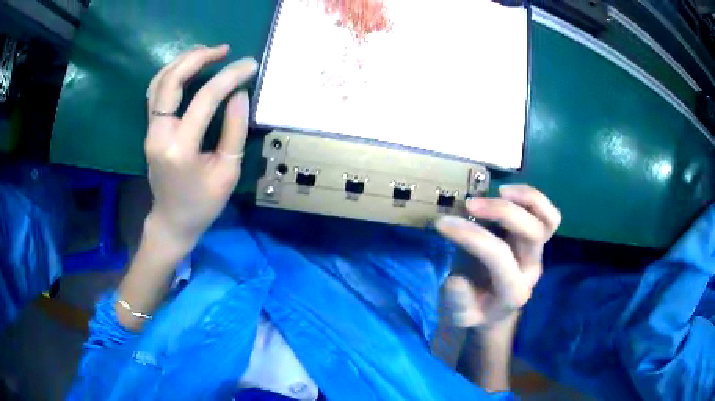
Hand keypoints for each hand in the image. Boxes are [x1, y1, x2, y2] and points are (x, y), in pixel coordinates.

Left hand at [144, 45, 257, 251]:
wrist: (172, 220)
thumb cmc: (203, 203)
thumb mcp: (228, 172)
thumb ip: (234, 130)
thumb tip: (239, 93)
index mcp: (180, 148)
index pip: (205, 99)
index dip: (229, 77)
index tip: (250, 65)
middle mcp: (159, 134)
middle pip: (172, 81)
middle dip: (199, 58)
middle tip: (224, 50)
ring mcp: (150, 130)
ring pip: (159, 82)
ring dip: (182, 61)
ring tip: (207, 52)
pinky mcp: (150, 129)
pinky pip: (155, 92)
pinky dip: (170, 73)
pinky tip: (186, 67)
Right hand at [436, 185, 560, 328]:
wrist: (494, 312)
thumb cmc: (474, 311)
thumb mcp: (459, 316)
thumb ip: (458, 302)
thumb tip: (456, 279)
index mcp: (512, 292)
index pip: (498, 255)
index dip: (470, 236)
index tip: (442, 224)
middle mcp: (531, 270)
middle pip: (531, 233)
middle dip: (501, 211)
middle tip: (469, 204)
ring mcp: (538, 254)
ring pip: (548, 220)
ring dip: (525, 199)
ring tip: (498, 190)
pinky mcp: (539, 241)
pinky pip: (548, 216)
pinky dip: (533, 199)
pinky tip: (508, 193)